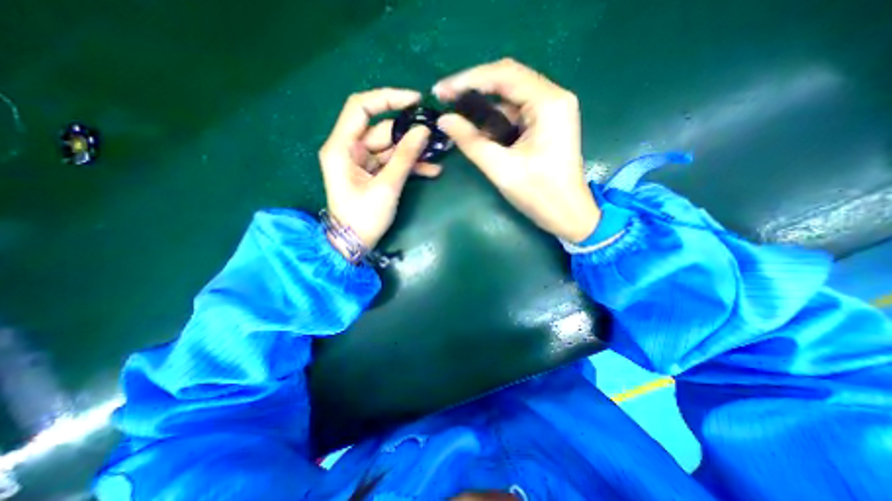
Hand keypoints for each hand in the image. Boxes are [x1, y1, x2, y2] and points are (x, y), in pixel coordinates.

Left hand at [320, 87, 445, 253]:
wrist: (354, 243)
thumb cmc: (364, 217)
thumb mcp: (387, 186)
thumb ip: (405, 157)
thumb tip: (424, 130)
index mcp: (342, 147)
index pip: (361, 107)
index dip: (388, 98)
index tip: (415, 100)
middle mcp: (349, 149)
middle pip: (382, 130)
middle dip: (409, 132)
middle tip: (435, 134)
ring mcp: (362, 162)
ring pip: (390, 147)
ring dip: (413, 151)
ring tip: (438, 153)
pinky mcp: (372, 173)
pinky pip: (392, 162)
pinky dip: (409, 165)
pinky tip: (432, 170)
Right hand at [435, 58, 597, 241]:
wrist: (567, 214)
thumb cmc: (539, 194)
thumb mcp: (502, 169)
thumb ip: (471, 142)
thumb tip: (444, 120)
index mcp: (548, 103)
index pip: (504, 75)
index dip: (468, 79)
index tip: (440, 90)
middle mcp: (553, 98)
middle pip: (507, 79)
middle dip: (474, 88)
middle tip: (445, 99)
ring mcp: (551, 110)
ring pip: (510, 96)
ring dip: (483, 105)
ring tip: (456, 114)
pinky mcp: (547, 124)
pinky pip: (516, 112)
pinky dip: (495, 118)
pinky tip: (478, 128)